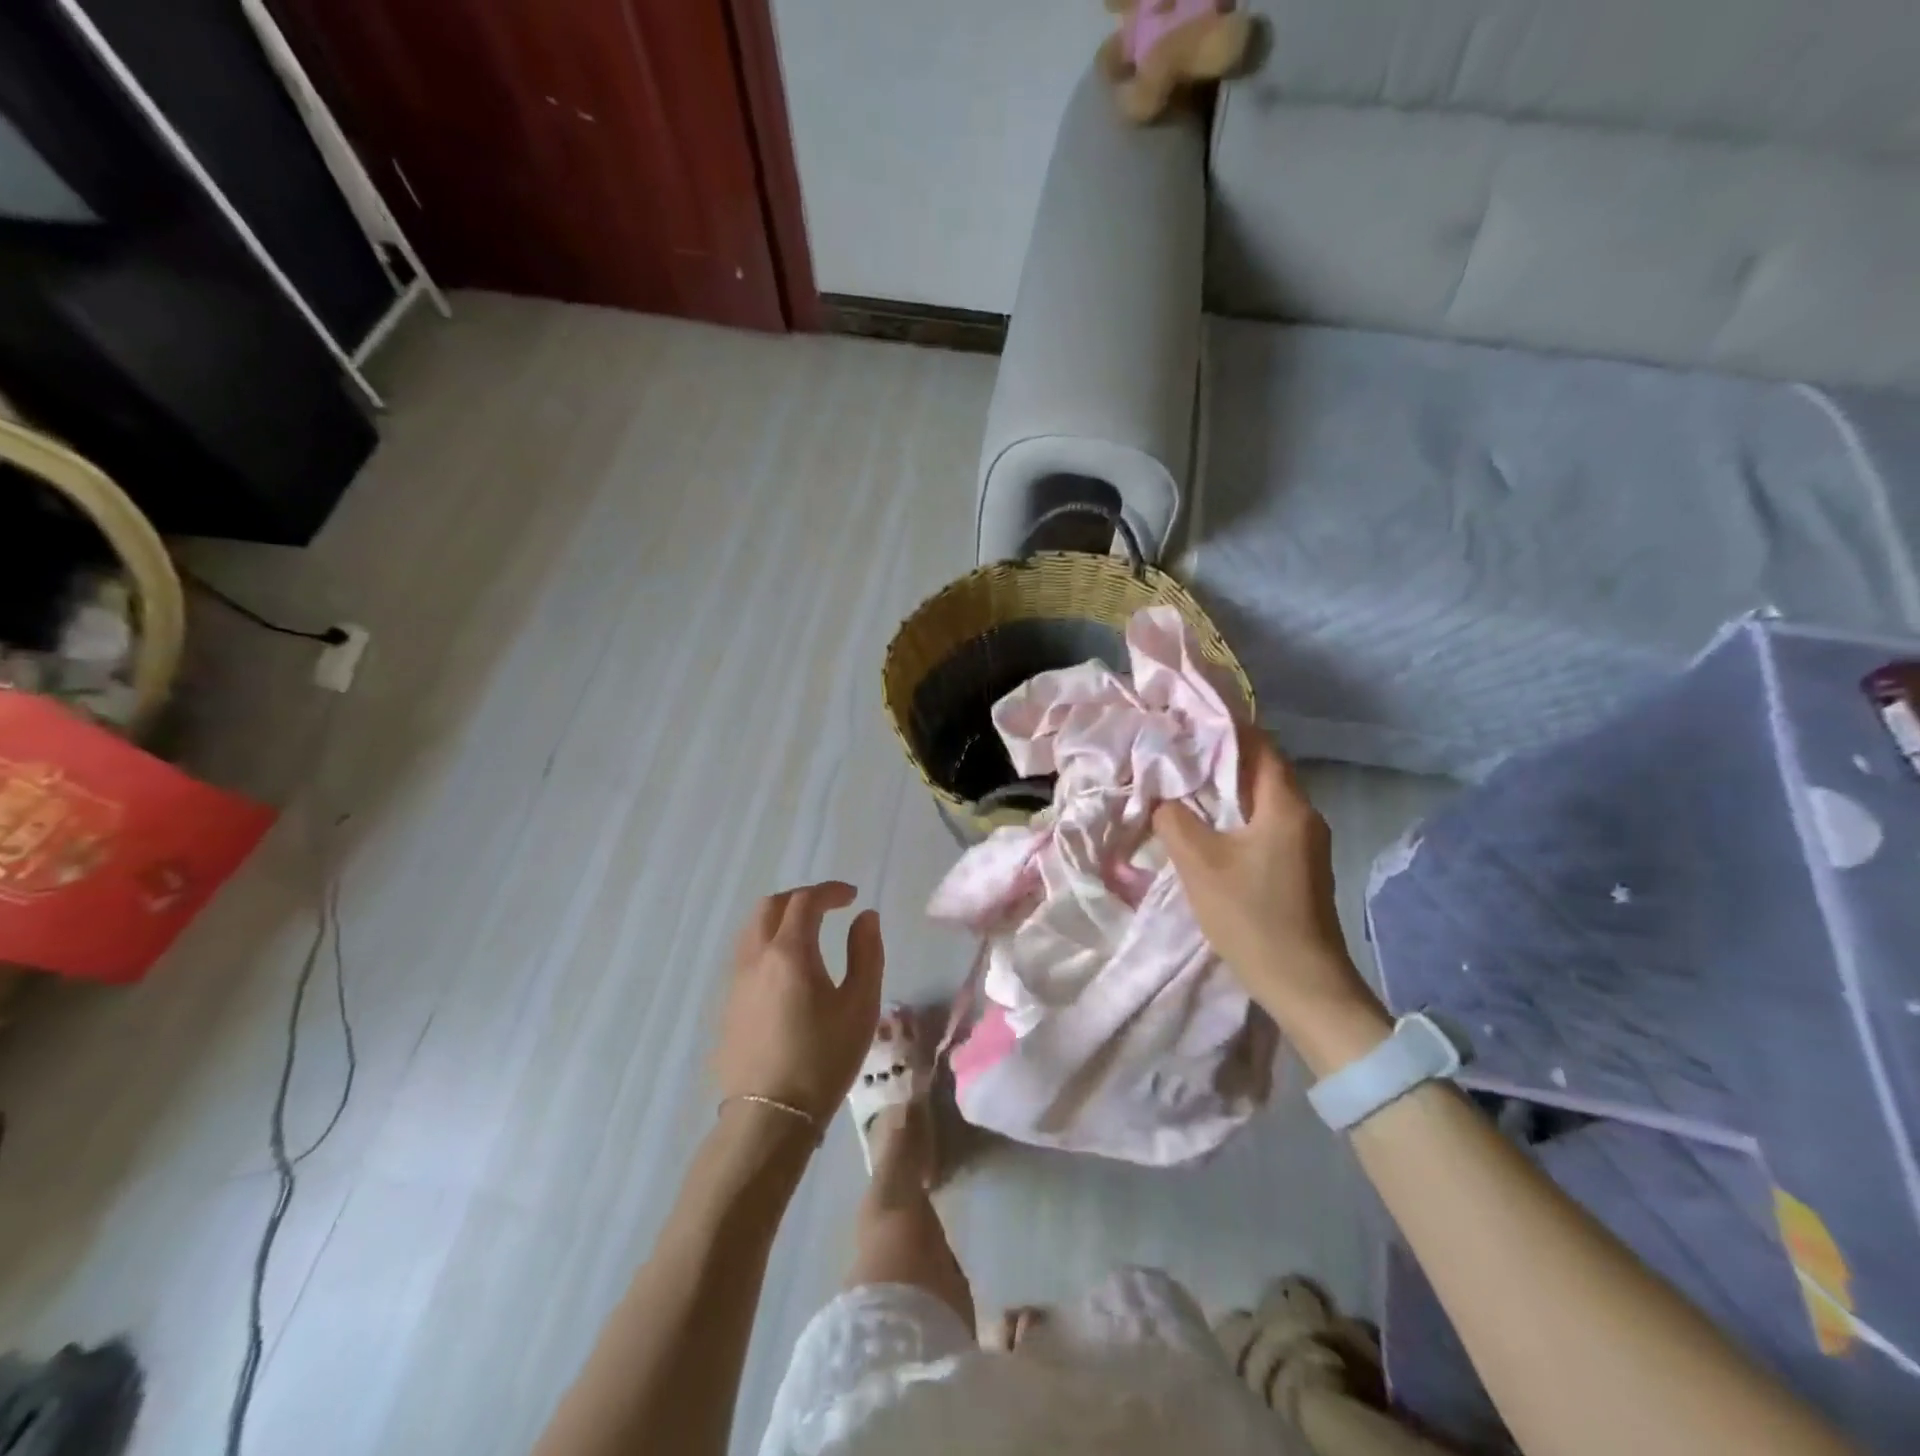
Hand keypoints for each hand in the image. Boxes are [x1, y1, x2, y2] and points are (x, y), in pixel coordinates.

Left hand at [715, 882, 884, 1126]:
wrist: (769, 1117)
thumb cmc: (823, 1059)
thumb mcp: (860, 1006)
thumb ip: (866, 953)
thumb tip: (865, 917)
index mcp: (789, 952)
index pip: (805, 901)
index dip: (830, 892)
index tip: (851, 897)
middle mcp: (755, 957)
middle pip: (770, 906)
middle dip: (800, 899)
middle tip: (828, 908)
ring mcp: (735, 981)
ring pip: (751, 929)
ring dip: (779, 919)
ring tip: (807, 934)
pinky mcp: (727, 1005)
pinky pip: (745, 955)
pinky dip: (766, 943)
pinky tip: (786, 969)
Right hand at [1153, 728, 1384, 1052]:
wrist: (1304, 985)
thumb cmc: (1251, 916)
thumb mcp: (1199, 864)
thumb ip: (1174, 820)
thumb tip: (1161, 797)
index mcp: (1287, 806)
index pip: (1260, 746)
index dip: (1224, 730)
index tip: (1185, 726)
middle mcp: (1305, 816)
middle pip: (1261, 771)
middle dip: (1218, 761)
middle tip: (1174, 757)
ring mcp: (1307, 844)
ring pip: (1262, 801)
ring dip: (1226, 792)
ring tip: (1183, 790)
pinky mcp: (1301, 868)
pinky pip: (1266, 826)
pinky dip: (1237, 818)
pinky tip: (1209, 830)